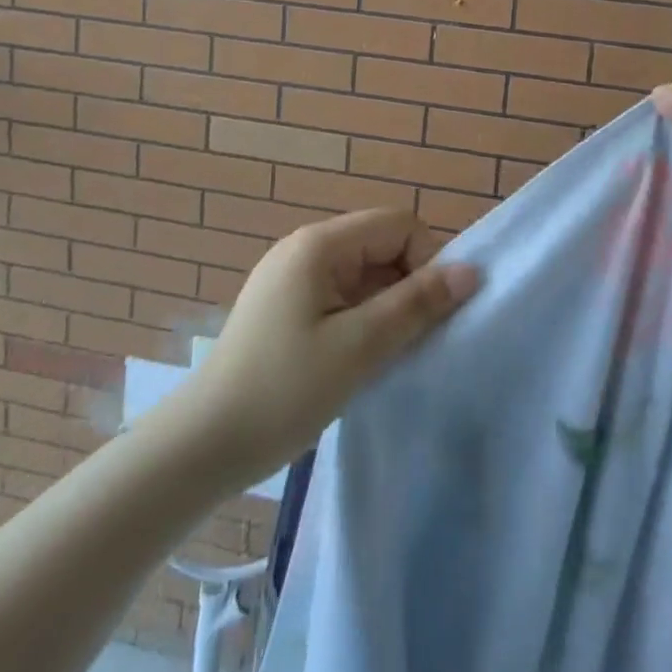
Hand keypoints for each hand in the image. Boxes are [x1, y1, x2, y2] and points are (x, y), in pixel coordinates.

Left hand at [182, 209, 478, 484]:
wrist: (200, 447)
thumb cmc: (283, 391)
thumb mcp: (360, 347)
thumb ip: (417, 304)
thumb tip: (471, 271)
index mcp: (320, 244)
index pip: (398, 224)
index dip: (427, 260)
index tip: (428, 315)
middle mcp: (305, 248)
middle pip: (381, 245)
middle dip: (408, 286)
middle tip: (412, 341)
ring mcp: (292, 277)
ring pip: (364, 274)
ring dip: (387, 307)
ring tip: (388, 355)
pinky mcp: (285, 306)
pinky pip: (342, 296)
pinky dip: (363, 319)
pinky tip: (361, 360)